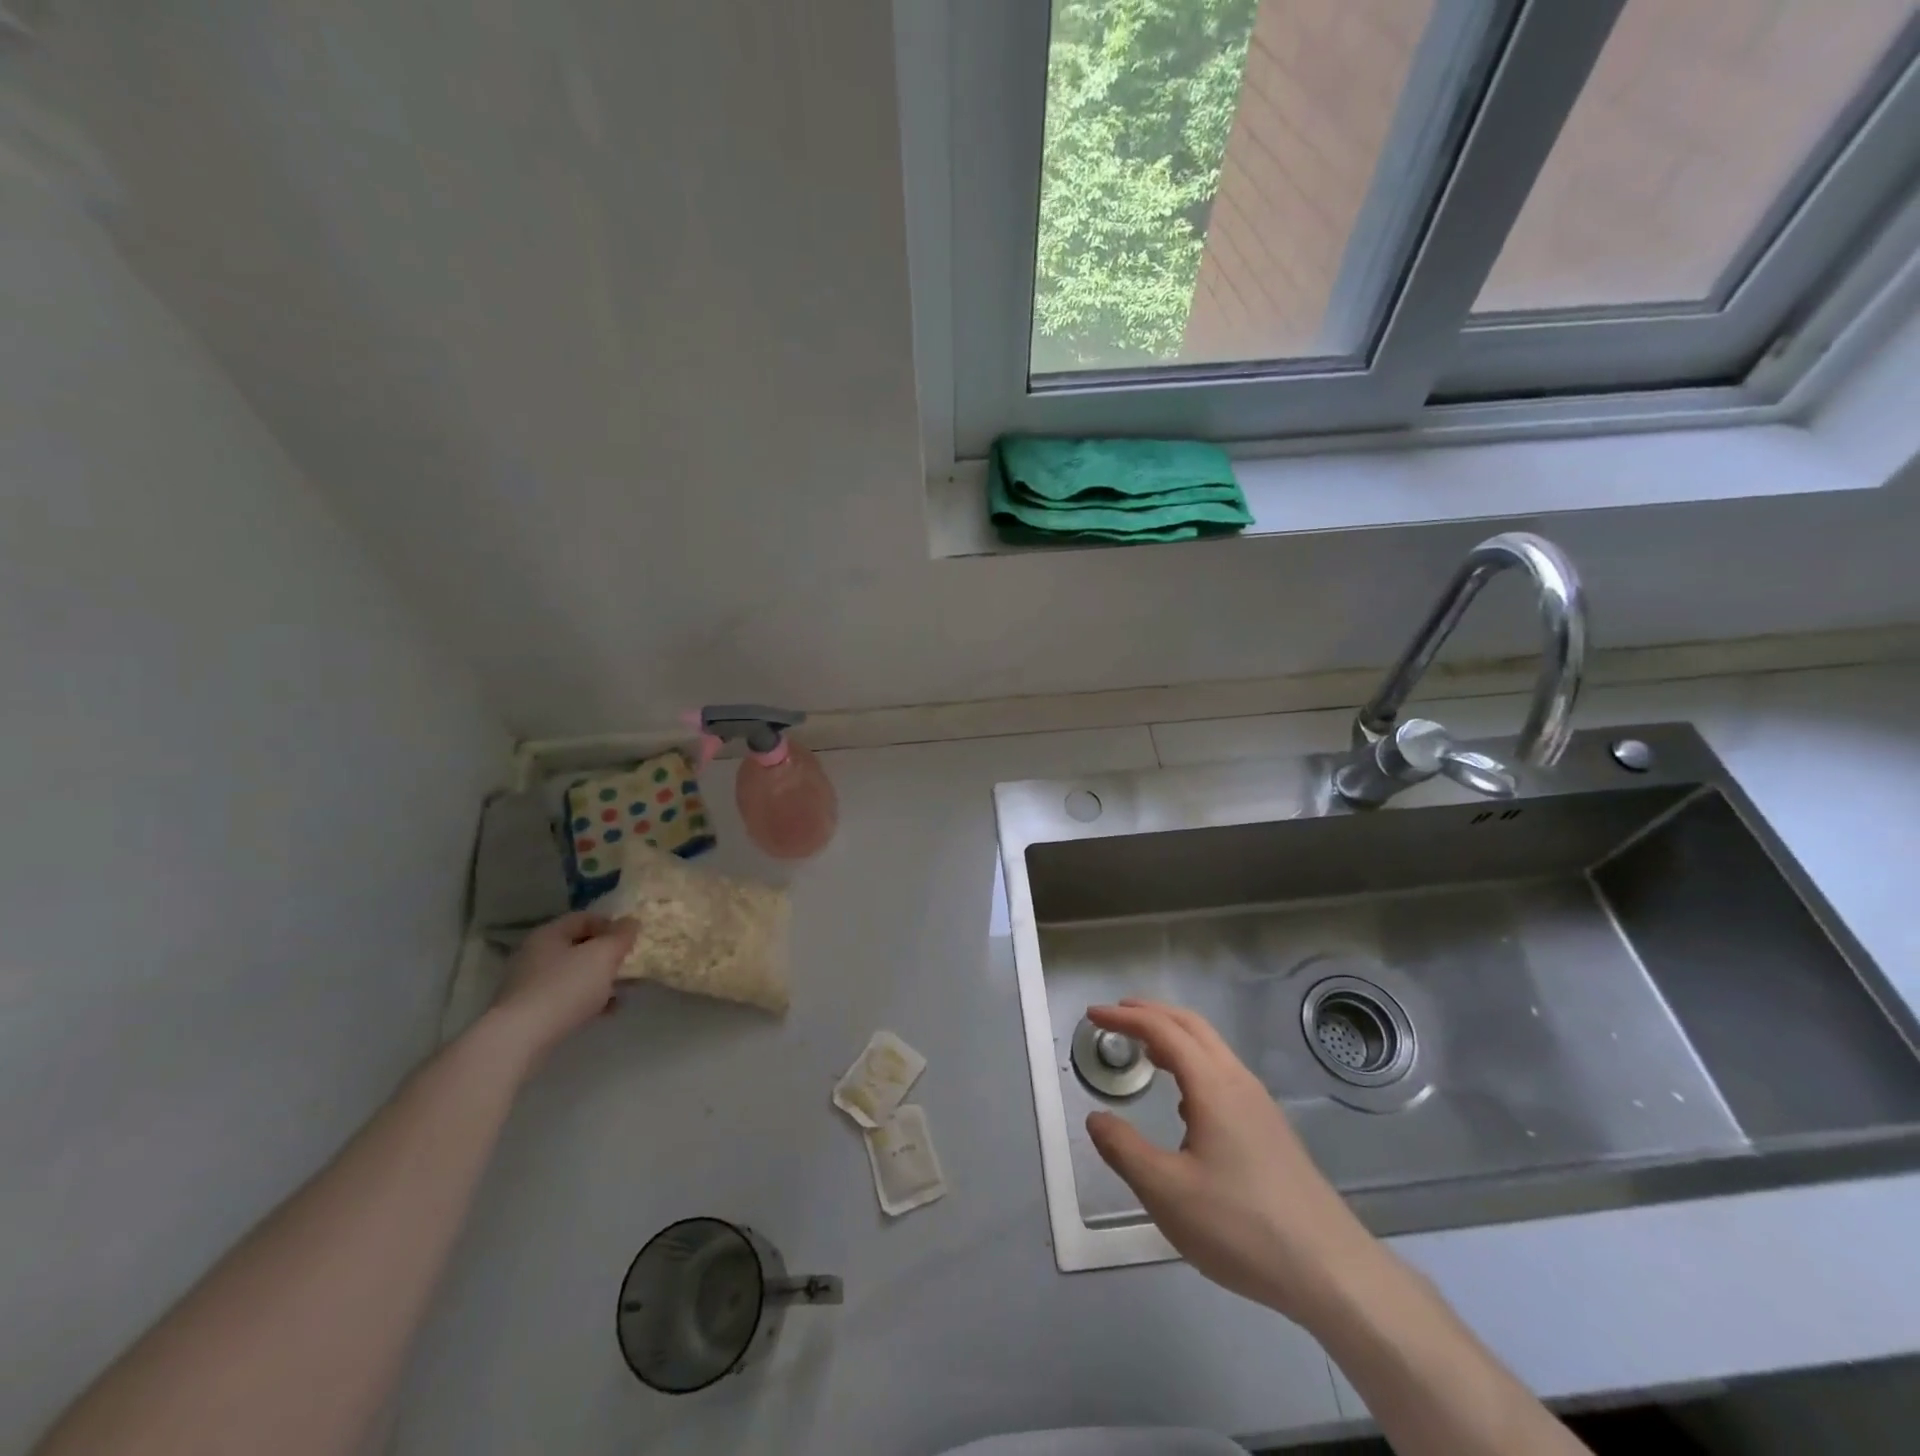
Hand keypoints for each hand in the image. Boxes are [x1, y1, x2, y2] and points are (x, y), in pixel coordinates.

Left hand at [489, 912, 639, 1066]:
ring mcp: (529, 984)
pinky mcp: (529, 1011)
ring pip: (573, 974)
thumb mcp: (603, 955)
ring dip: (599, 979)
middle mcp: (535, 954)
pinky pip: (565, 997)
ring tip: (622, 991)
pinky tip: (606, 1011)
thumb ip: (621, 936)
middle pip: (578, 946)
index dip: (611, 924)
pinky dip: (587, 1000)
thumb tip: (630, 922)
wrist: (520, 1038)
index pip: (584, 918)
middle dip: (606, 955)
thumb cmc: (565, 987)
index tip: (631, 939)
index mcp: (549, 934)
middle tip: (628, 965)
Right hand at [1085, 999, 1381, 1326]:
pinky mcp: (1271, 1130)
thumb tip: (1096, 1118)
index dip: (1125, 1017)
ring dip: (1175, 1037)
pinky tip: (1184, 1104)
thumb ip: (1124, 1150)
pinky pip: (1224, 1075)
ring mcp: (1260, 1105)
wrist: (1332, 1271)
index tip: (1093, 1015)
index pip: (1162, 1030)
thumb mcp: (1167, 1193)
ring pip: (1212, 1050)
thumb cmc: (1241, 1226)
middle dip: (1151, 1013)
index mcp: (1212, 1086)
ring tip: (1145, 1051)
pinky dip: (1194, 1065)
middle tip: (1116, 1014)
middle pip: (1192, 1026)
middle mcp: (1238, 1082)